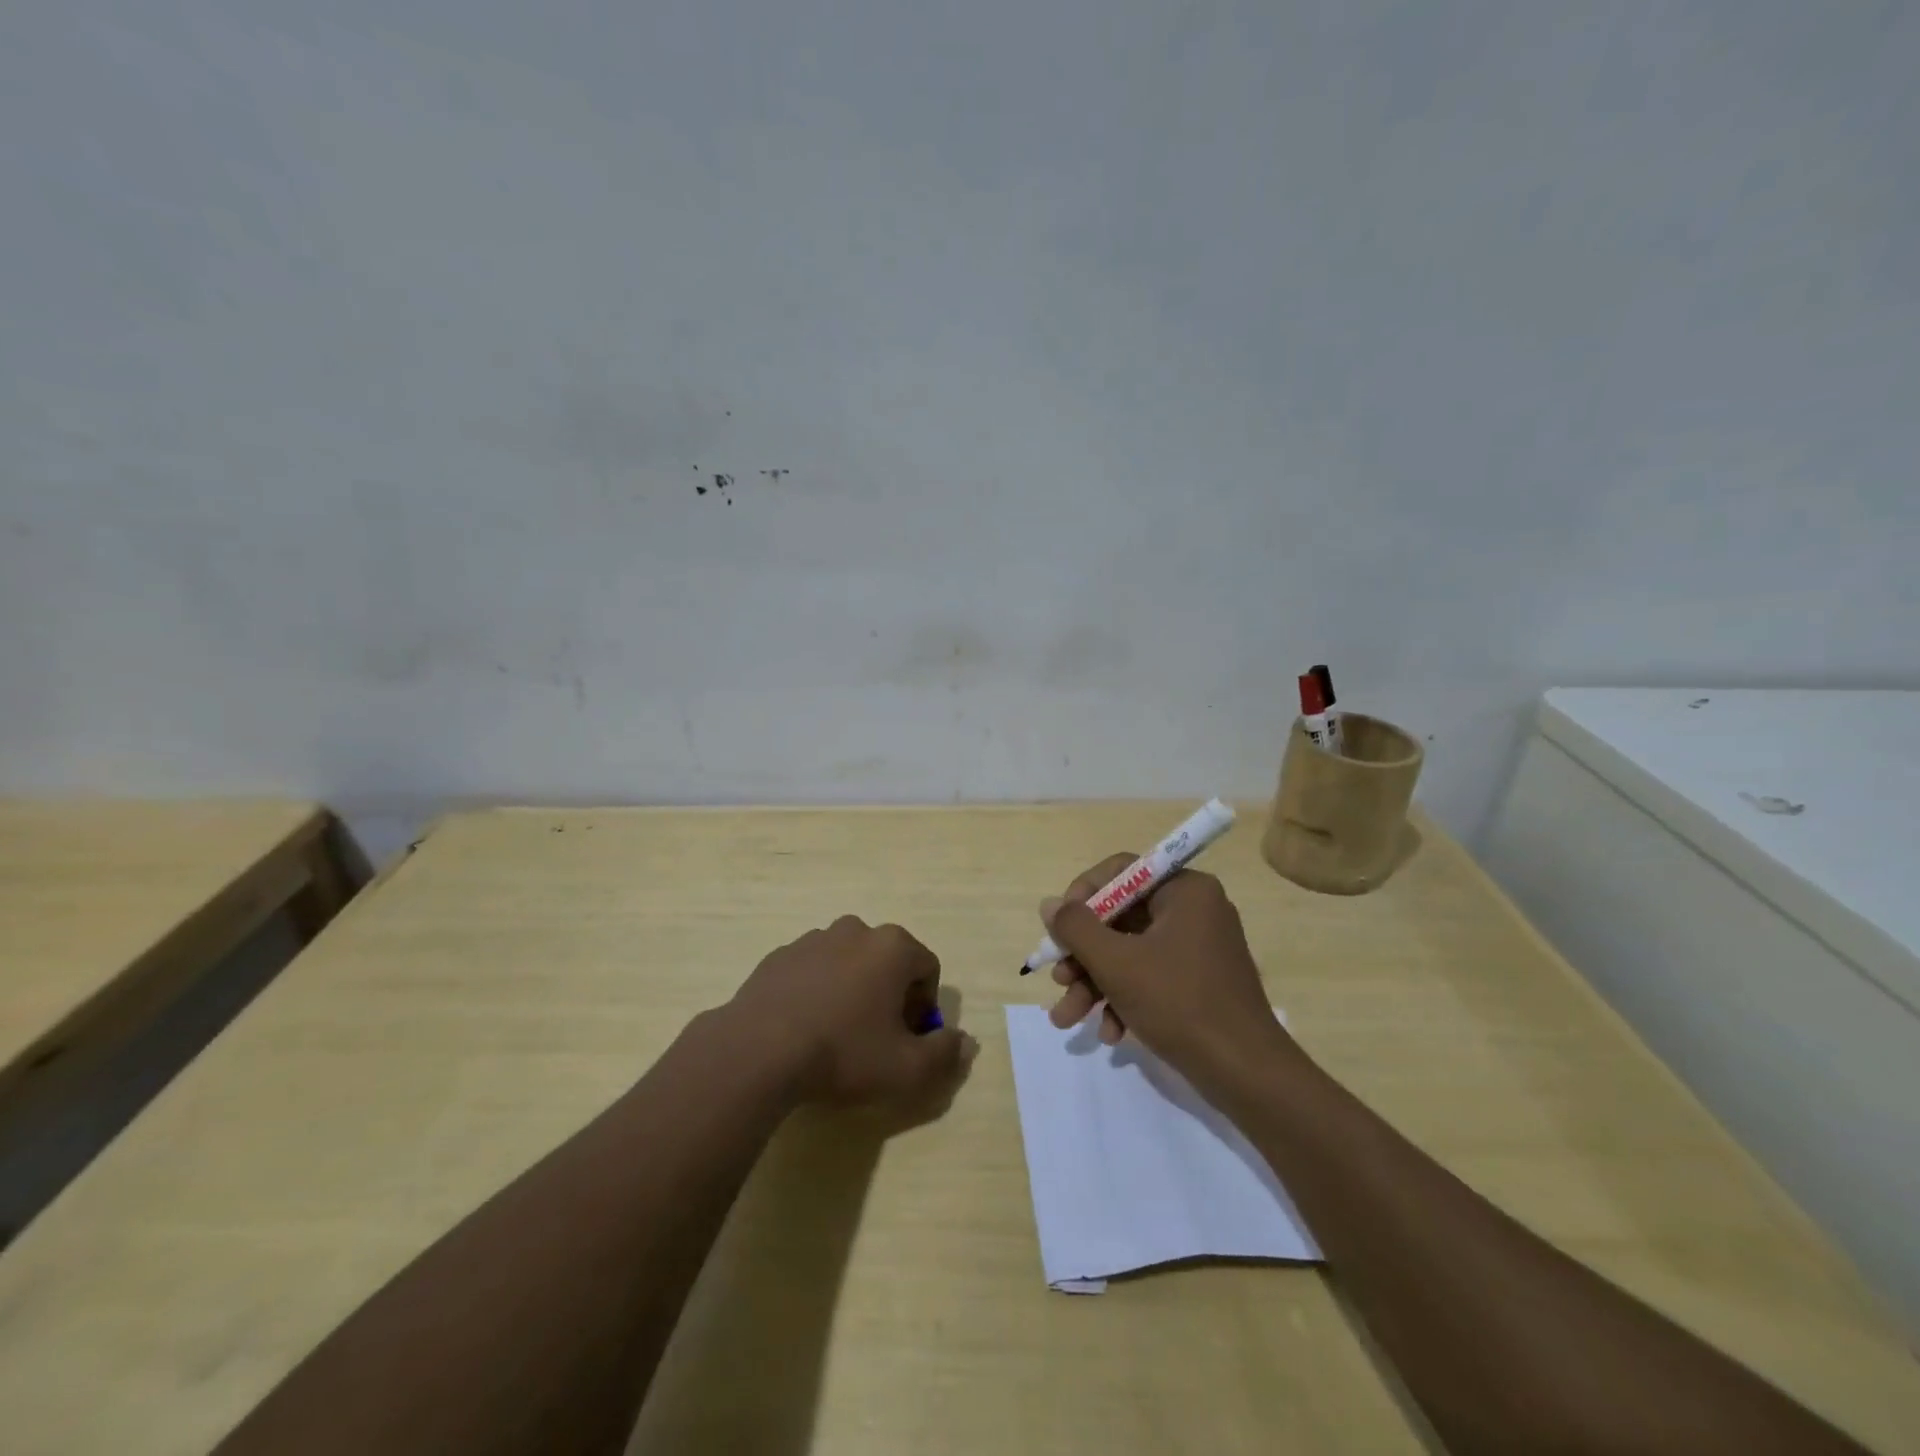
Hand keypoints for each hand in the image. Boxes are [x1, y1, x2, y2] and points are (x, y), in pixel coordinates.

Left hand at [729, 915, 972, 1105]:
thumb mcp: (907, 1069)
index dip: (924, 1007)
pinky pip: (813, 970)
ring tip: (837, 1033)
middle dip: (890, 994)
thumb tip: (966, 1042)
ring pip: (849, 962)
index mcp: (893, 947)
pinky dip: (817, 990)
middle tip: (876, 1038)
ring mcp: (813, 939)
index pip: (927, 968)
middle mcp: (856, 931)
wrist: (758, 1051)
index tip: (908, 1039)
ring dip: (853, 989)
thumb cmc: (843, 1053)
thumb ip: (945, 1054)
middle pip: (888, 961)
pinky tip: (804, 1027)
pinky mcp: (780, 955)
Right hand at [1043, 855, 1292, 1078]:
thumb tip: (1050, 904)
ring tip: (1067, 1019)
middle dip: (1083, 956)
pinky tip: (1110, 1034)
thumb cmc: (1180, 1003)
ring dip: (1095, 984)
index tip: (1060, 927)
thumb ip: (1076, 928)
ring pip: (1130, 953)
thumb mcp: (1117, 963)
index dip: (1083, 895)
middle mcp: (1194, 911)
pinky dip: (1125, 1000)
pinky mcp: (1198, 982)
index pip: (1122, 872)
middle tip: (1058, 981)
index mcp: (1185, 890)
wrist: (1246, 1074)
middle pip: (1121, 918)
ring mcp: (1198, 948)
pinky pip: (1151, 977)